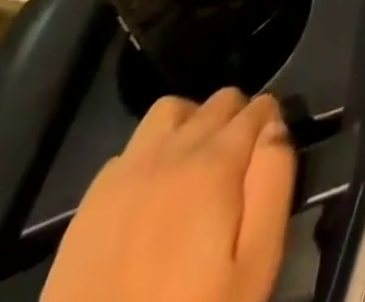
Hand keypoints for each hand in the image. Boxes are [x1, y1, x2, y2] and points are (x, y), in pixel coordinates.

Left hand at [43, 89, 295, 301]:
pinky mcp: (89, 206)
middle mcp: (171, 153)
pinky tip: (152, 195)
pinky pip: (130, 150)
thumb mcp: (256, 263)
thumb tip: (275, 129)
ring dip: (192, 125)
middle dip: (238, 120)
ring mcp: (124, 176)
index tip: (270, 159)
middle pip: (219, 102)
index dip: (272, 125)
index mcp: (215, 163)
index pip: (259, 108)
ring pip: (171, 112)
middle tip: (239, 168)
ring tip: (196, 167)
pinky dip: (150, 155)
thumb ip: (274, 183)